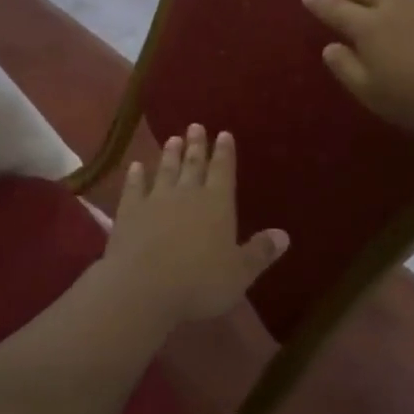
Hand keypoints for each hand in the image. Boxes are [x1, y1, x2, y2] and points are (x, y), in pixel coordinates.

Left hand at [100, 126, 288, 323]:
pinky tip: (136, 166)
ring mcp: (155, 200)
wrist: (143, 288)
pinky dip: (135, 176)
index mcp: (217, 204)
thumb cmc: (199, 283)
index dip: (225, 152)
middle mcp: (187, 194)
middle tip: (195, 126)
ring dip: (170, 155)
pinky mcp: (129, 212)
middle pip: (193, 164)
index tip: (224, 134)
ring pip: (165, 170)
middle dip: (196, 145)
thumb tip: (284, 235)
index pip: (223, 171)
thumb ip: (260, 252)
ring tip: (172, 139)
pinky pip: (134, 188)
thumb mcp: (239, 273)